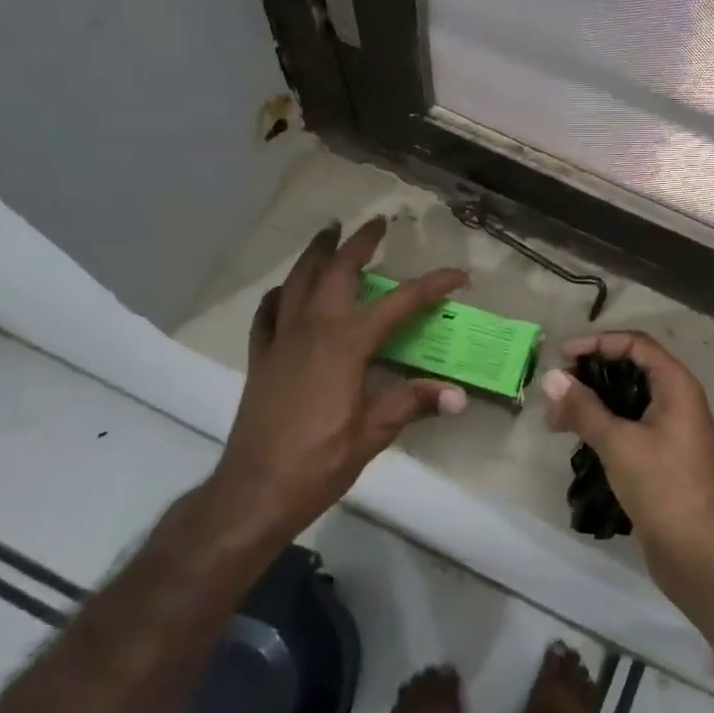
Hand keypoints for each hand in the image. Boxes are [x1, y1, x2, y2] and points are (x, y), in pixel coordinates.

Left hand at [212, 218, 468, 539]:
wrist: (255, 490)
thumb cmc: (319, 462)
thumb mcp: (374, 434)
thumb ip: (413, 404)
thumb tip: (458, 395)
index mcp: (347, 344)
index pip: (399, 303)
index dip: (432, 286)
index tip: (458, 276)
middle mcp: (313, 329)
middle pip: (338, 272)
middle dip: (359, 243)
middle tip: (377, 223)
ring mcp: (281, 339)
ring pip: (298, 281)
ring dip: (316, 253)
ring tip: (328, 233)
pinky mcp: (260, 358)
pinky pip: (267, 313)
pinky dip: (279, 295)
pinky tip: (285, 291)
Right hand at [541, 332, 713, 646]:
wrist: (701, 553)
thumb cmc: (664, 487)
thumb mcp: (619, 442)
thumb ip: (584, 408)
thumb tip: (551, 378)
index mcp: (676, 386)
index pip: (636, 345)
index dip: (598, 343)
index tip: (562, 356)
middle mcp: (676, 401)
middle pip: (630, 370)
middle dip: (591, 375)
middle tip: (555, 389)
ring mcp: (670, 431)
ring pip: (627, 402)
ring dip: (592, 403)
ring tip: (555, 419)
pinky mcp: (661, 458)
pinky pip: (628, 427)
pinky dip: (602, 426)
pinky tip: (575, 440)